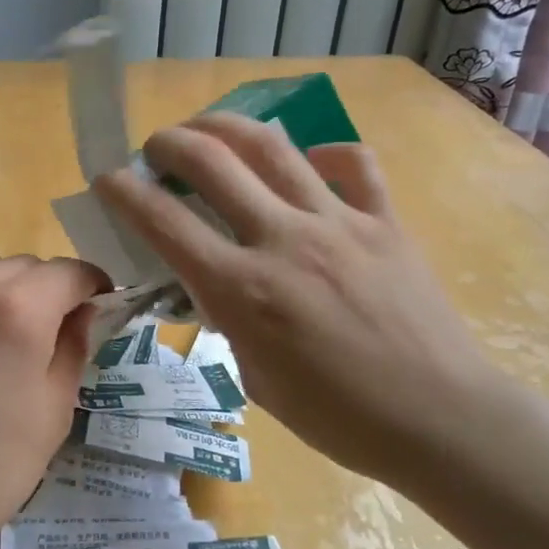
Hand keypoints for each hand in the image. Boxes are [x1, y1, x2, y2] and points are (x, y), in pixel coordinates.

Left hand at [0, 240, 109, 548]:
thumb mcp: (54, 409)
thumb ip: (73, 346)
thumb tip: (82, 312)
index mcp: (17, 309)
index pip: (67, 272)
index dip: (92, 284)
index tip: (99, 302)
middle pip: (23, 263)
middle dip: (47, 287)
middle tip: (51, 326)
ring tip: (0, 320)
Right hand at [93, 113, 501, 487]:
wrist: (441, 421)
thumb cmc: (339, 418)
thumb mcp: (255, 378)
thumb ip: (227, 319)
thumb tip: (213, 282)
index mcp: (243, 290)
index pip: (163, 221)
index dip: (123, 191)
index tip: (107, 178)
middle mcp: (284, 240)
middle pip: (212, 161)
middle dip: (170, 142)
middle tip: (157, 147)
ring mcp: (340, 222)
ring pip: (274, 146)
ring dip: (227, 127)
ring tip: (209, 128)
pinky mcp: (385, 221)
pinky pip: (353, 163)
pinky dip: (323, 154)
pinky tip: (310, 164)